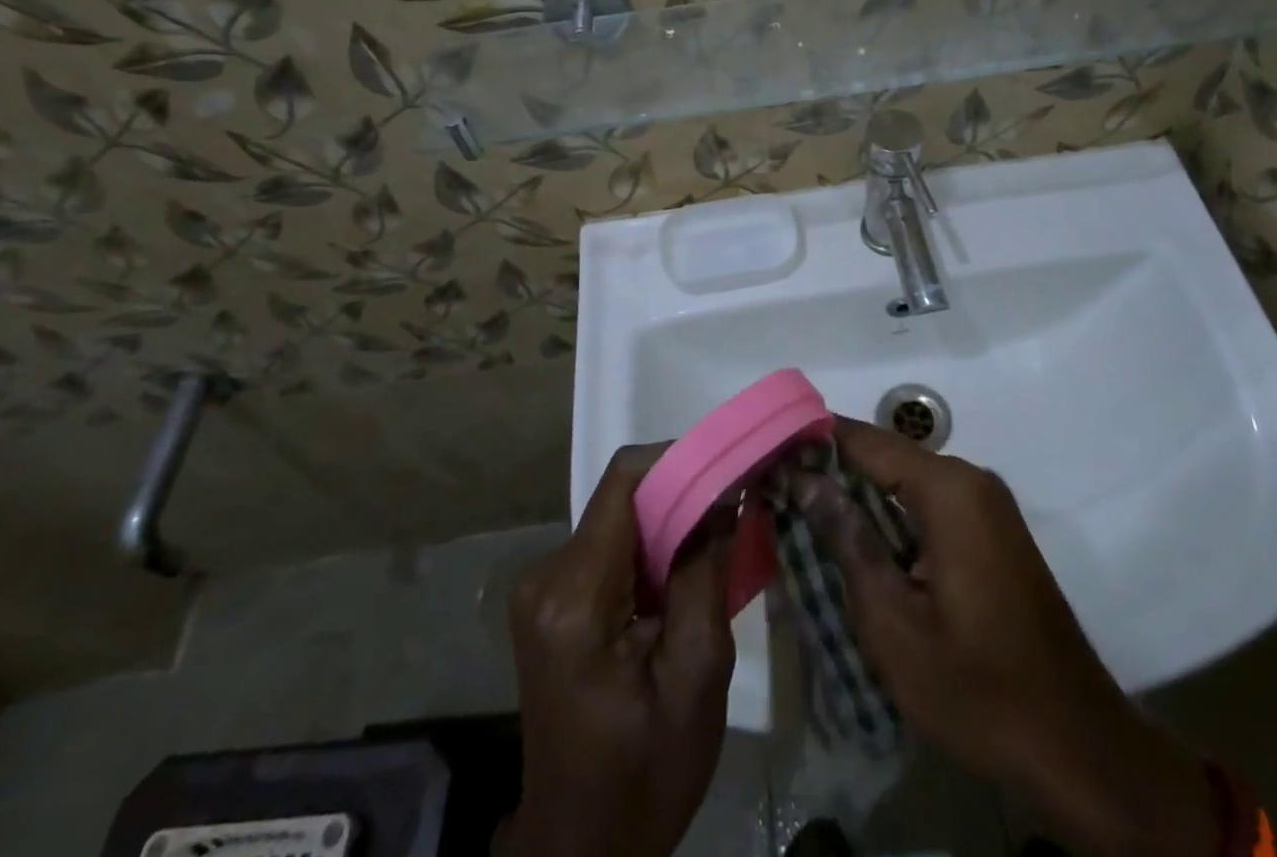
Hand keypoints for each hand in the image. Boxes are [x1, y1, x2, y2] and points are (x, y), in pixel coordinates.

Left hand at [497, 449, 735, 856]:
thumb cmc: (644, 773)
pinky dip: (649, 549)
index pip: (624, 482)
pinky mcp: (550, 601)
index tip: (729, 466)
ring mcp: (542, 588)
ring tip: (715, 545)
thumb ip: (705, 573)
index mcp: (574, 596)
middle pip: (622, 499)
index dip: (679, 459)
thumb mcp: (696, 676)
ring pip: (618, 520)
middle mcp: (545, 577)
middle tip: (735, 509)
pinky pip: (609, 547)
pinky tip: (681, 577)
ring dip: (668, 525)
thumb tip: (725, 496)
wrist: (581, 848)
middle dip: (682, 495)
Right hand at [792, 421, 1218, 856]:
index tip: (765, 453)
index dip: (811, 441)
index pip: (864, 440)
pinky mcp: (990, 532)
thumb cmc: (977, 687)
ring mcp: (985, 505)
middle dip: (830, 471)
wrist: (1075, 745)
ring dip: (857, 498)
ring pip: (904, 483)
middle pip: (884, 457)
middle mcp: (970, 480)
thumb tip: (804, 479)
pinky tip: (854, 545)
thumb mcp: (893, 621)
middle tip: (775, 492)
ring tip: (800, 516)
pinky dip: (888, 517)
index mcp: (948, 489)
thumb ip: (846, 539)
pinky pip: (926, 506)